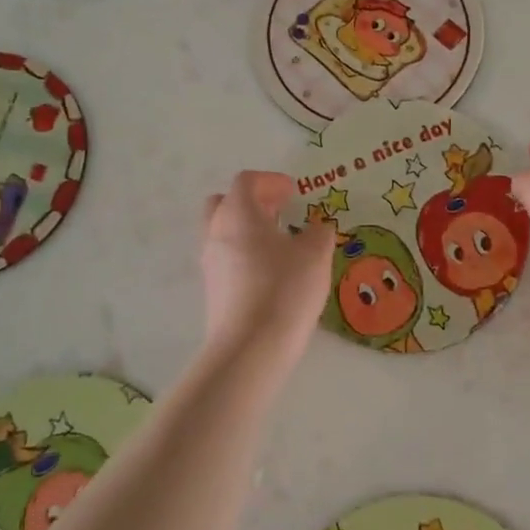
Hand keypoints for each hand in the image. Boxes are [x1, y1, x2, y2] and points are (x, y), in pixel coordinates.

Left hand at [200, 171, 331, 345]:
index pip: (246, 181)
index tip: (293, 192)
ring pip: (222, 232)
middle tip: (279, 211)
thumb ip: (319, 233)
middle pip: (224, 203)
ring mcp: (210, 263)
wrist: (250, 348)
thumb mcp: (315, 255)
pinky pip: (225, 258)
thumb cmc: (284, 289)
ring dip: (247, 228)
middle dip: (252, 202)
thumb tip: (318, 228)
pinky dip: (244, 253)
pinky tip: (270, 272)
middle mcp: (217, 232)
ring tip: (278, 243)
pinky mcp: (212, 290)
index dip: (270, 181)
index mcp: (239, 214)